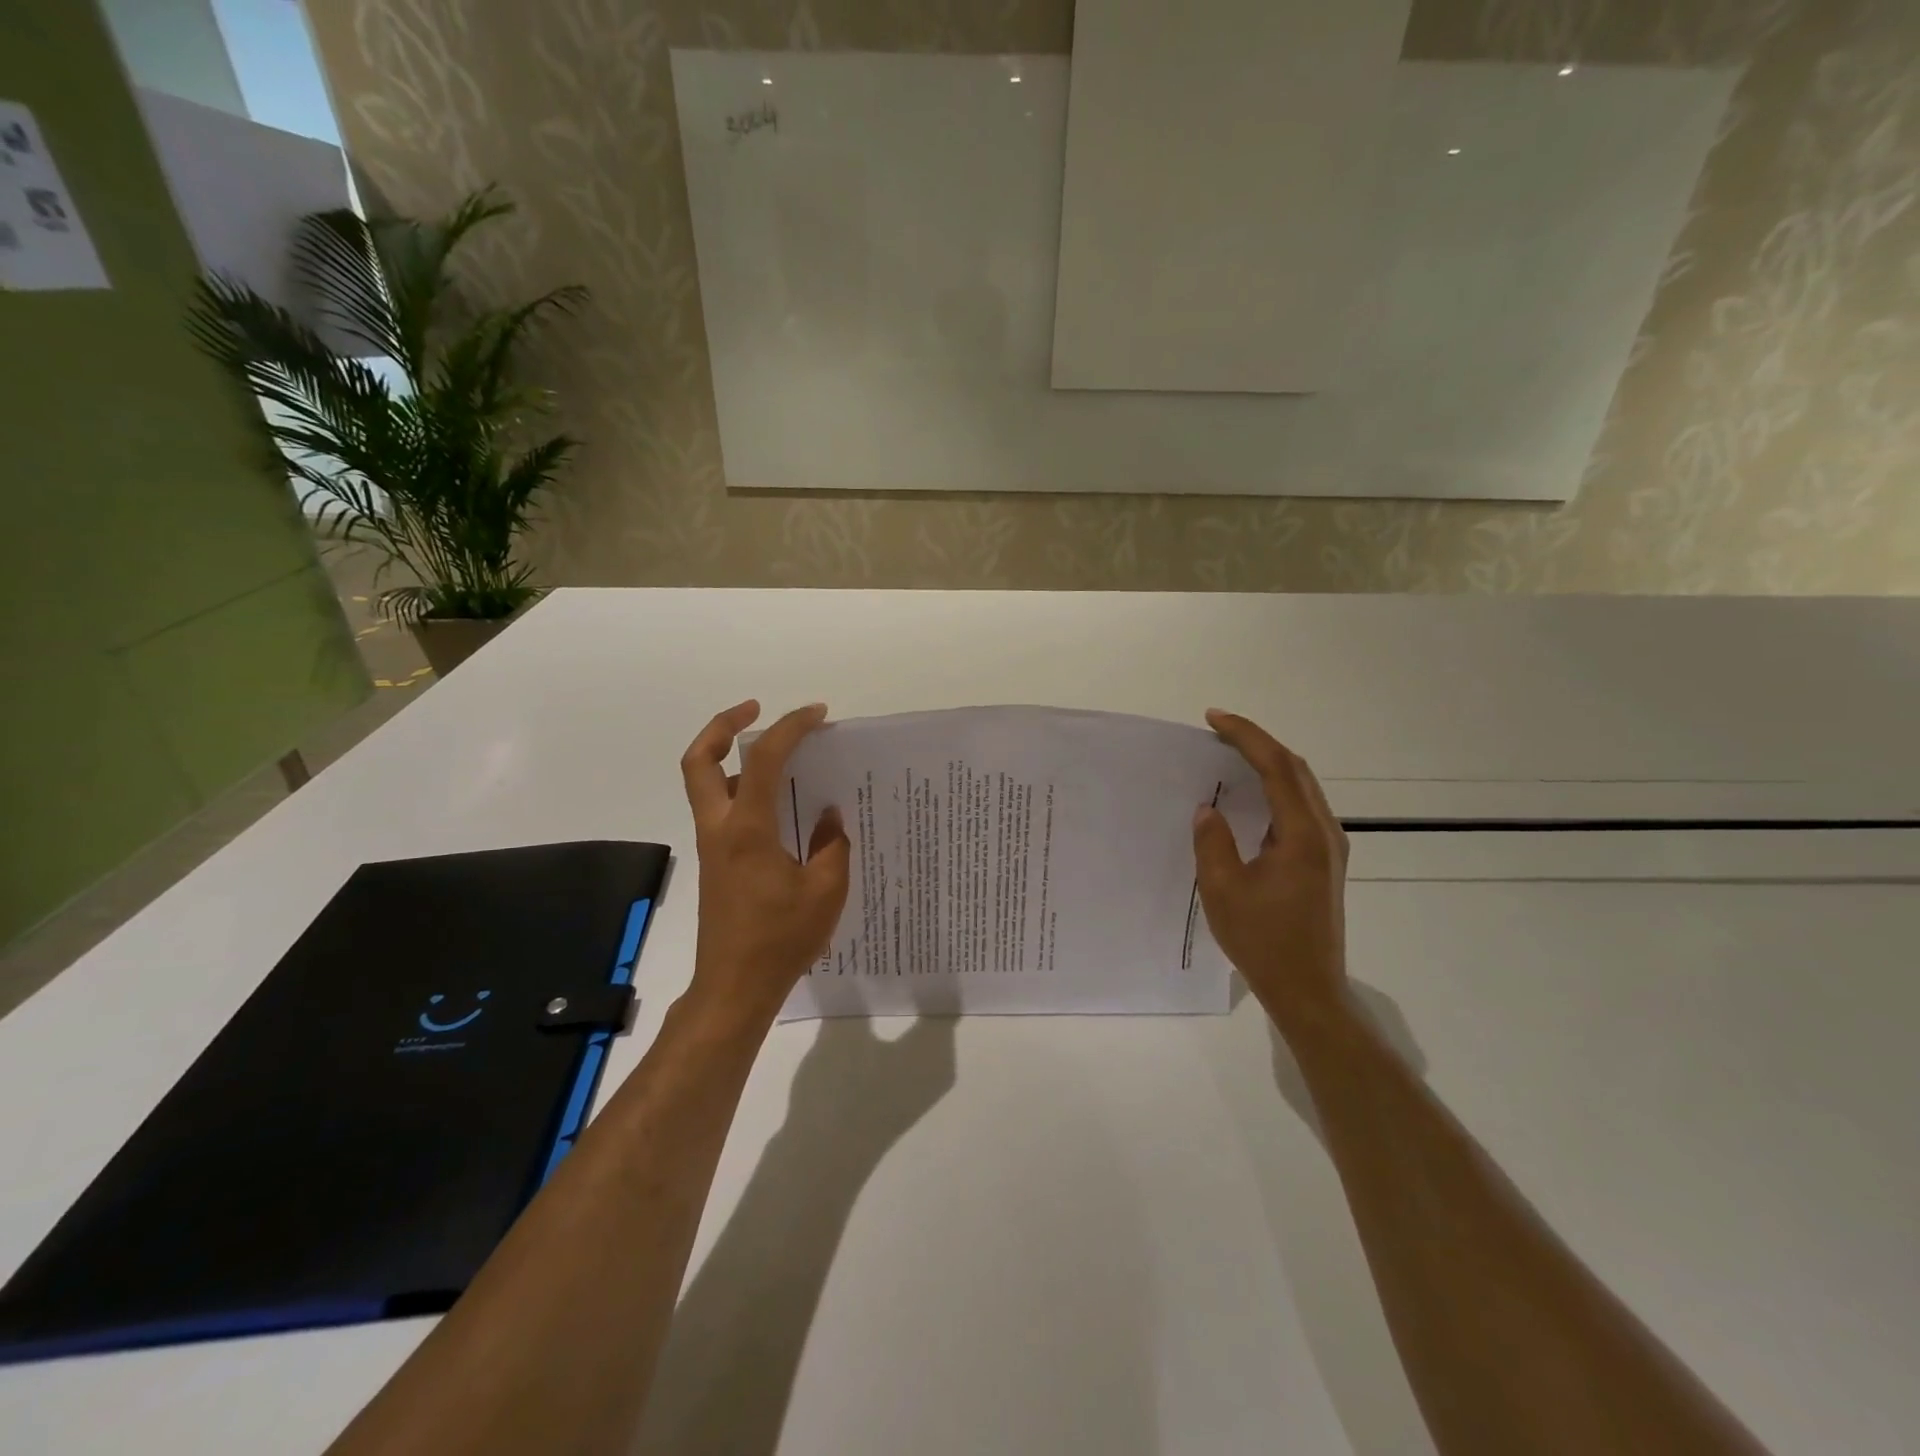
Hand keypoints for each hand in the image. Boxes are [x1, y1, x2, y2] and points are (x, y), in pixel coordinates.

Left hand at [679, 700, 850, 1027]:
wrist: (734, 988)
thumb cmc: (781, 939)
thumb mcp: (826, 890)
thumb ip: (833, 845)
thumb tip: (829, 817)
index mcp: (747, 829)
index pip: (762, 759)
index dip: (790, 728)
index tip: (817, 714)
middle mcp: (720, 828)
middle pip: (698, 760)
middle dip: (722, 726)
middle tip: (754, 711)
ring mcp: (712, 847)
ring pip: (705, 784)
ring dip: (730, 759)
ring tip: (776, 757)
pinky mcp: (715, 864)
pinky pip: (721, 811)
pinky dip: (741, 792)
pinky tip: (780, 809)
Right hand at [1192, 709, 1350, 1036]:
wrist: (1308, 988)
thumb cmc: (1263, 941)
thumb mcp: (1223, 890)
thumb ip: (1213, 841)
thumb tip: (1209, 809)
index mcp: (1302, 834)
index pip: (1276, 767)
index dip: (1245, 736)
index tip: (1214, 719)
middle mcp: (1325, 832)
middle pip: (1295, 769)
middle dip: (1257, 742)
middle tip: (1218, 730)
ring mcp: (1329, 847)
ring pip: (1301, 786)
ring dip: (1268, 763)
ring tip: (1231, 754)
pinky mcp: (1324, 861)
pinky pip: (1301, 807)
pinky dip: (1276, 787)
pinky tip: (1252, 795)